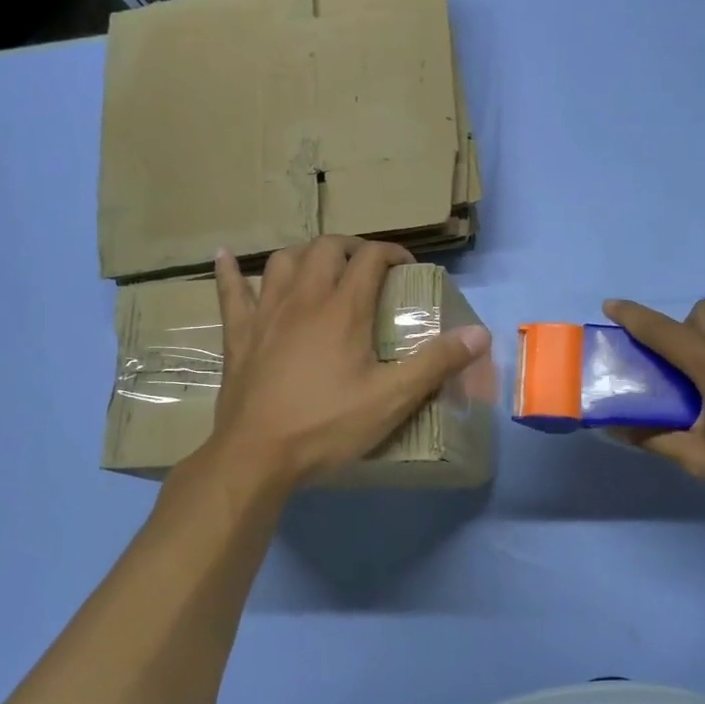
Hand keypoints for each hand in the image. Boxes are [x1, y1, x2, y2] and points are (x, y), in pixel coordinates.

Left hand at [203, 238, 490, 490]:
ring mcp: (266, 314)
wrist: (257, 456)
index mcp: (343, 310)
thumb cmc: (326, 426)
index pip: (371, 259)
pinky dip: (228, 271)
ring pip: (283, 261)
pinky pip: (230, 292)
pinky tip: (224, 256)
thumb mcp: (391, 399)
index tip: (407, 267)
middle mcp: (304, 299)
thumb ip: (436, 363)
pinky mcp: (238, 335)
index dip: (392, 253)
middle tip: (367, 266)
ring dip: (305, 254)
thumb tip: (480, 334)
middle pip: (326, 248)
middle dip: (351, 247)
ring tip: (319, 265)